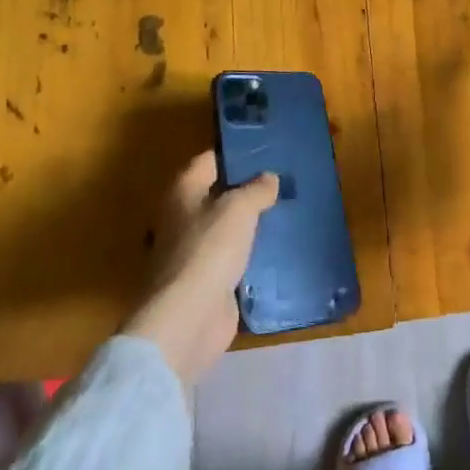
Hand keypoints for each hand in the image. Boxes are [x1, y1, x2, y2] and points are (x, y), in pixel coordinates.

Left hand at [122, 151, 277, 385]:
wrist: (188, 320)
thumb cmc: (208, 251)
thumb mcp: (239, 209)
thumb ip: (256, 189)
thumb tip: (268, 178)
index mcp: (183, 193)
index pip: (208, 161)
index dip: (234, 154)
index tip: (265, 150)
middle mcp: (183, 219)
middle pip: (217, 195)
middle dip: (246, 189)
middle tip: (283, 180)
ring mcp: (194, 253)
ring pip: (227, 229)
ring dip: (250, 224)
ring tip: (287, 211)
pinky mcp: (208, 283)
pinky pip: (234, 260)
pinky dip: (252, 255)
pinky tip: (279, 249)